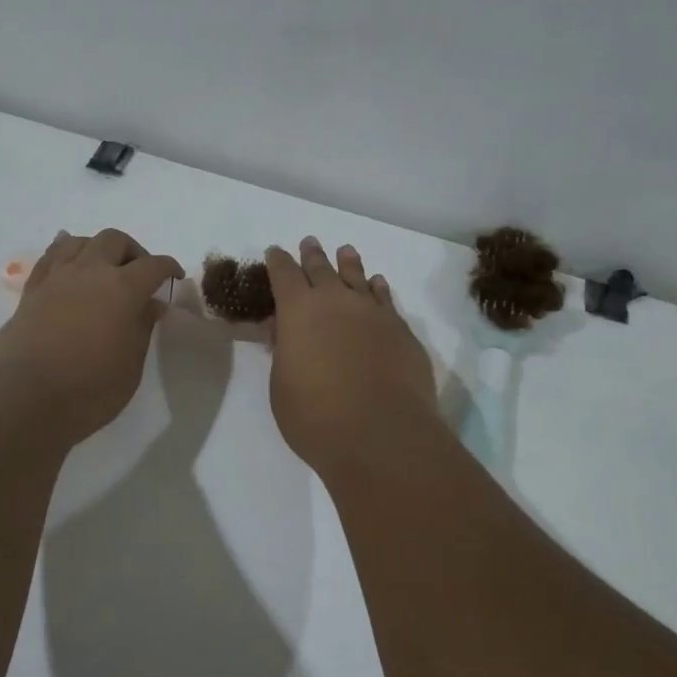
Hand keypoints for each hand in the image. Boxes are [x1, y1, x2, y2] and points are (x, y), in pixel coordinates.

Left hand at [0, 229, 184, 445]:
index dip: (168, 267)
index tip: (174, 277)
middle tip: (139, 276)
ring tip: (103, 271)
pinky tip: (70, 268)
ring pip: (79, 241)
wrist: (23, 398)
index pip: (153, 265)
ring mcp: (56, 278)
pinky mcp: (31, 291)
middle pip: (114, 240)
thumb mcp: (130, 365)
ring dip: (97, 249)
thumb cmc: (88, 389)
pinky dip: (64, 254)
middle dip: (132, 252)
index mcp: (122, 289)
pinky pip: (50, 257)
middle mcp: (90, 272)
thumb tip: (151, 304)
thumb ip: (142, 328)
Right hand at [264, 237, 439, 480]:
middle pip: (322, 269)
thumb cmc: (316, 416)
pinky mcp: (401, 331)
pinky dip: (379, 289)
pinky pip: (386, 300)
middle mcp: (336, 302)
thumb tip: (284, 332)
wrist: (381, 434)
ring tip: (346, 251)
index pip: (284, 275)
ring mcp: (373, 314)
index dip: (278, 262)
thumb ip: (283, 353)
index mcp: (298, 311)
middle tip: (309, 242)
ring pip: (358, 278)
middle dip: (312, 255)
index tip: (275, 252)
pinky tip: (377, 284)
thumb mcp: (282, 386)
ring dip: (349, 264)